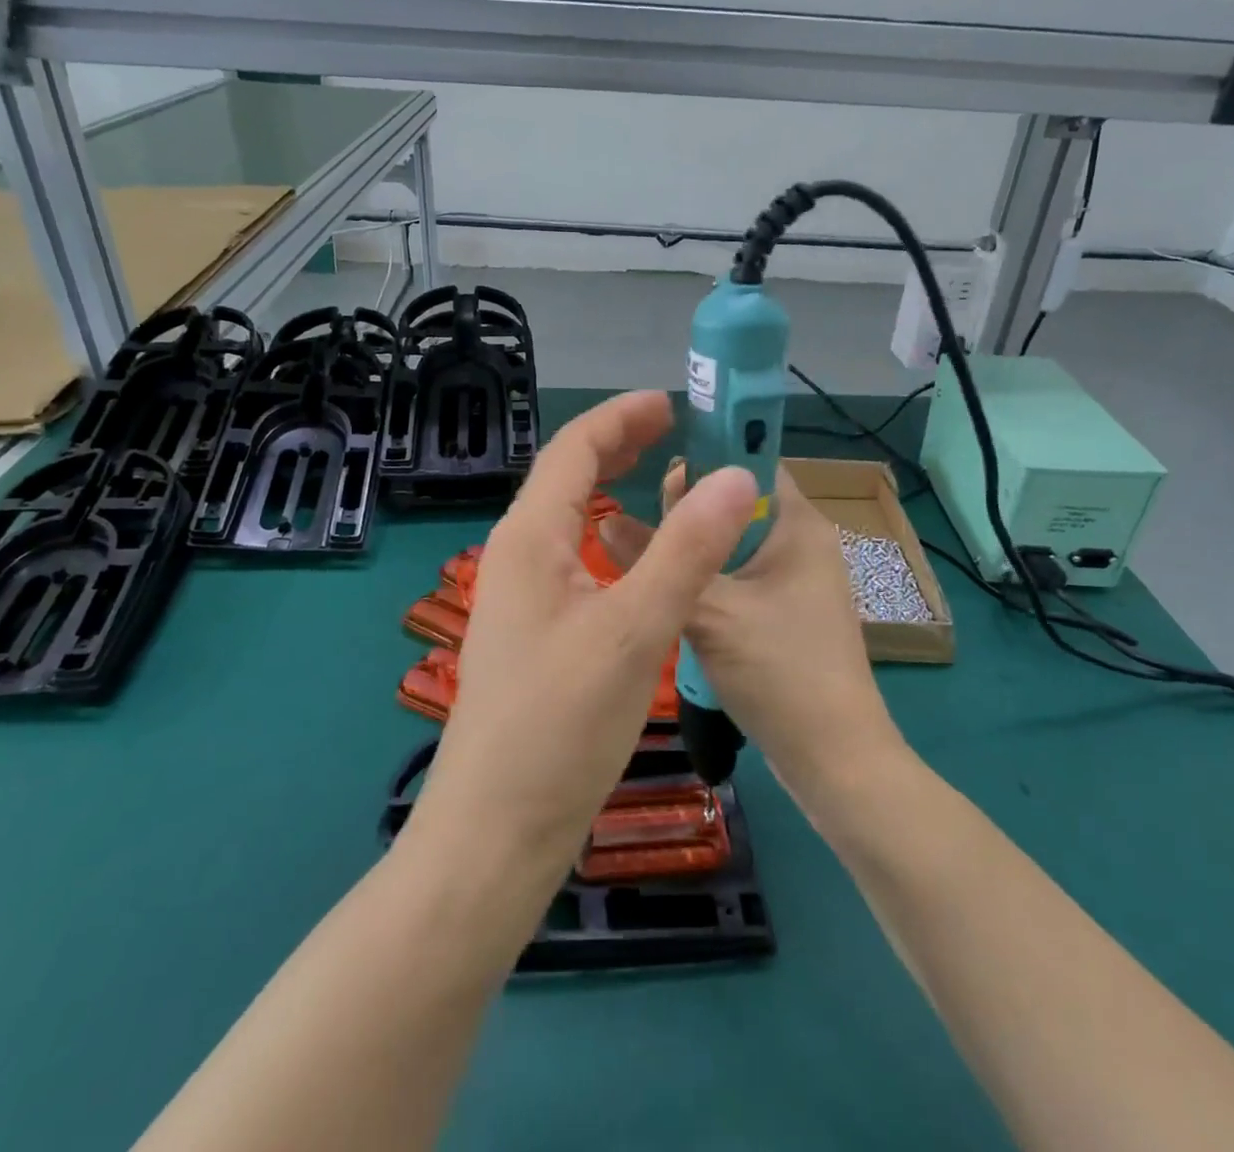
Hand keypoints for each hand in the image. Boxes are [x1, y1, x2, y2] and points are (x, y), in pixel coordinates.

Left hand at [409, 392, 759, 883]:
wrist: (495, 831)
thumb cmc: (560, 726)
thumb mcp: (633, 631)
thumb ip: (686, 551)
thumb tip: (737, 477)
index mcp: (529, 538)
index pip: (572, 449)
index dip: (621, 417)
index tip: (672, 402)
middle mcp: (518, 556)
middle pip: (566, 477)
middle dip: (617, 444)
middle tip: (674, 430)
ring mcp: (523, 597)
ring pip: (569, 519)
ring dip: (611, 487)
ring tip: (660, 476)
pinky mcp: (535, 633)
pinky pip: (574, 558)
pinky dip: (609, 535)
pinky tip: (636, 555)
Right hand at [601, 465, 903, 801]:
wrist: (833, 760)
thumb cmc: (780, 670)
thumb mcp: (710, 610)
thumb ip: (656, 559)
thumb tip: (604, 518)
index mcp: (799, 523)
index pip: (751, 459)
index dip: (704, 455)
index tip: (650, 463)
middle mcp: (802, 542)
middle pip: (737, 504)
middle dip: (688, 506)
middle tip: (632, 514)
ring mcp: (795, 581)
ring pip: (733, 544)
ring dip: (694, 546)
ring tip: (639, 546)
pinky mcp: (784, 614)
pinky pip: (738, 577)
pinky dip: (707, 577)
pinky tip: (668, 588)